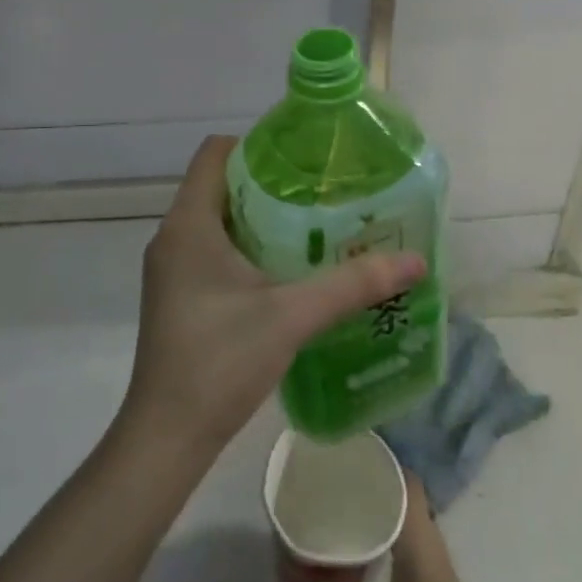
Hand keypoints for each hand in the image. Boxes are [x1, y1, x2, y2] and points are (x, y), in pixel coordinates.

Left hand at [119, 135, 424, 461]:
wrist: (167, 436)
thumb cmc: (220, 361)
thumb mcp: (291, 316)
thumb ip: (351, 284)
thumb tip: (414, 260)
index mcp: (189, 223)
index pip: (215, 153)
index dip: (257, 144)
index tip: (303, 158)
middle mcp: (173, 236)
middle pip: (221, 185)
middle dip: (270, 184)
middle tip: (321, 193)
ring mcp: (172, 269)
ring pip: (219, 220)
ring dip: (262, 220)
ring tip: (314, 227)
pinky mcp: (178, 295)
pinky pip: (213, 250)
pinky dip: (248, 248)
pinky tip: (288, 271)